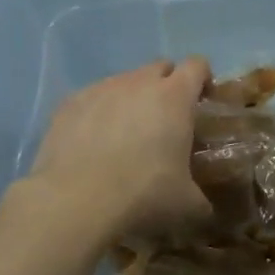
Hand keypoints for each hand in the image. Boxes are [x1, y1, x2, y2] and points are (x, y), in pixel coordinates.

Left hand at [29, 58, 213, 240]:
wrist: (76, 201)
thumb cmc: (144, 194)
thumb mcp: (187, 203)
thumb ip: (201, 198)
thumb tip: (205, 209)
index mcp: (174, 97)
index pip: (196, 66)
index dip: (203, 79)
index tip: (203, 101)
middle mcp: (138, 83)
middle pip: (160, 67)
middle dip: (167, 86)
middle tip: (166, 119)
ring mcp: (100, 89)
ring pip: (124, 81)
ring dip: (131, 99)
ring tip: (126, 134)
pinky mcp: (69, 103)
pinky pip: (92, 98)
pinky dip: (98, 113)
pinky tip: (93, 143)